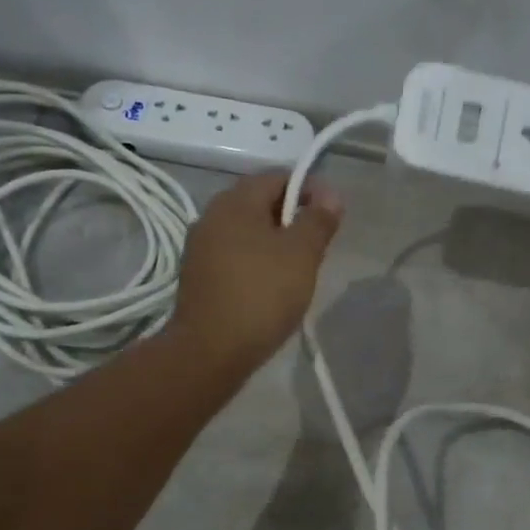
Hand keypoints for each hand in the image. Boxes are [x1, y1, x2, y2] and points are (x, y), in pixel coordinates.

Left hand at [169, 171, 342, 371]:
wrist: (210, 352)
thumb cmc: (261, 295)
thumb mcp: (302, 254)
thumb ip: (319, 220)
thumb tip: (331, 195)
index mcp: (235, 202)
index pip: (277, 177)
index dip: (309, 189)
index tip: (332, 214)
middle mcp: (211, 216)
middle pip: (260, 203)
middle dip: (293, 217)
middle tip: (318, 245)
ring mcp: (200, 247)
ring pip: (247, 231)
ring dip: (275, 241)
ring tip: (298, 268)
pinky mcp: (197, 276)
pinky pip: (234, 255)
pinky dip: (256, 261)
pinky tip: (270, 287)